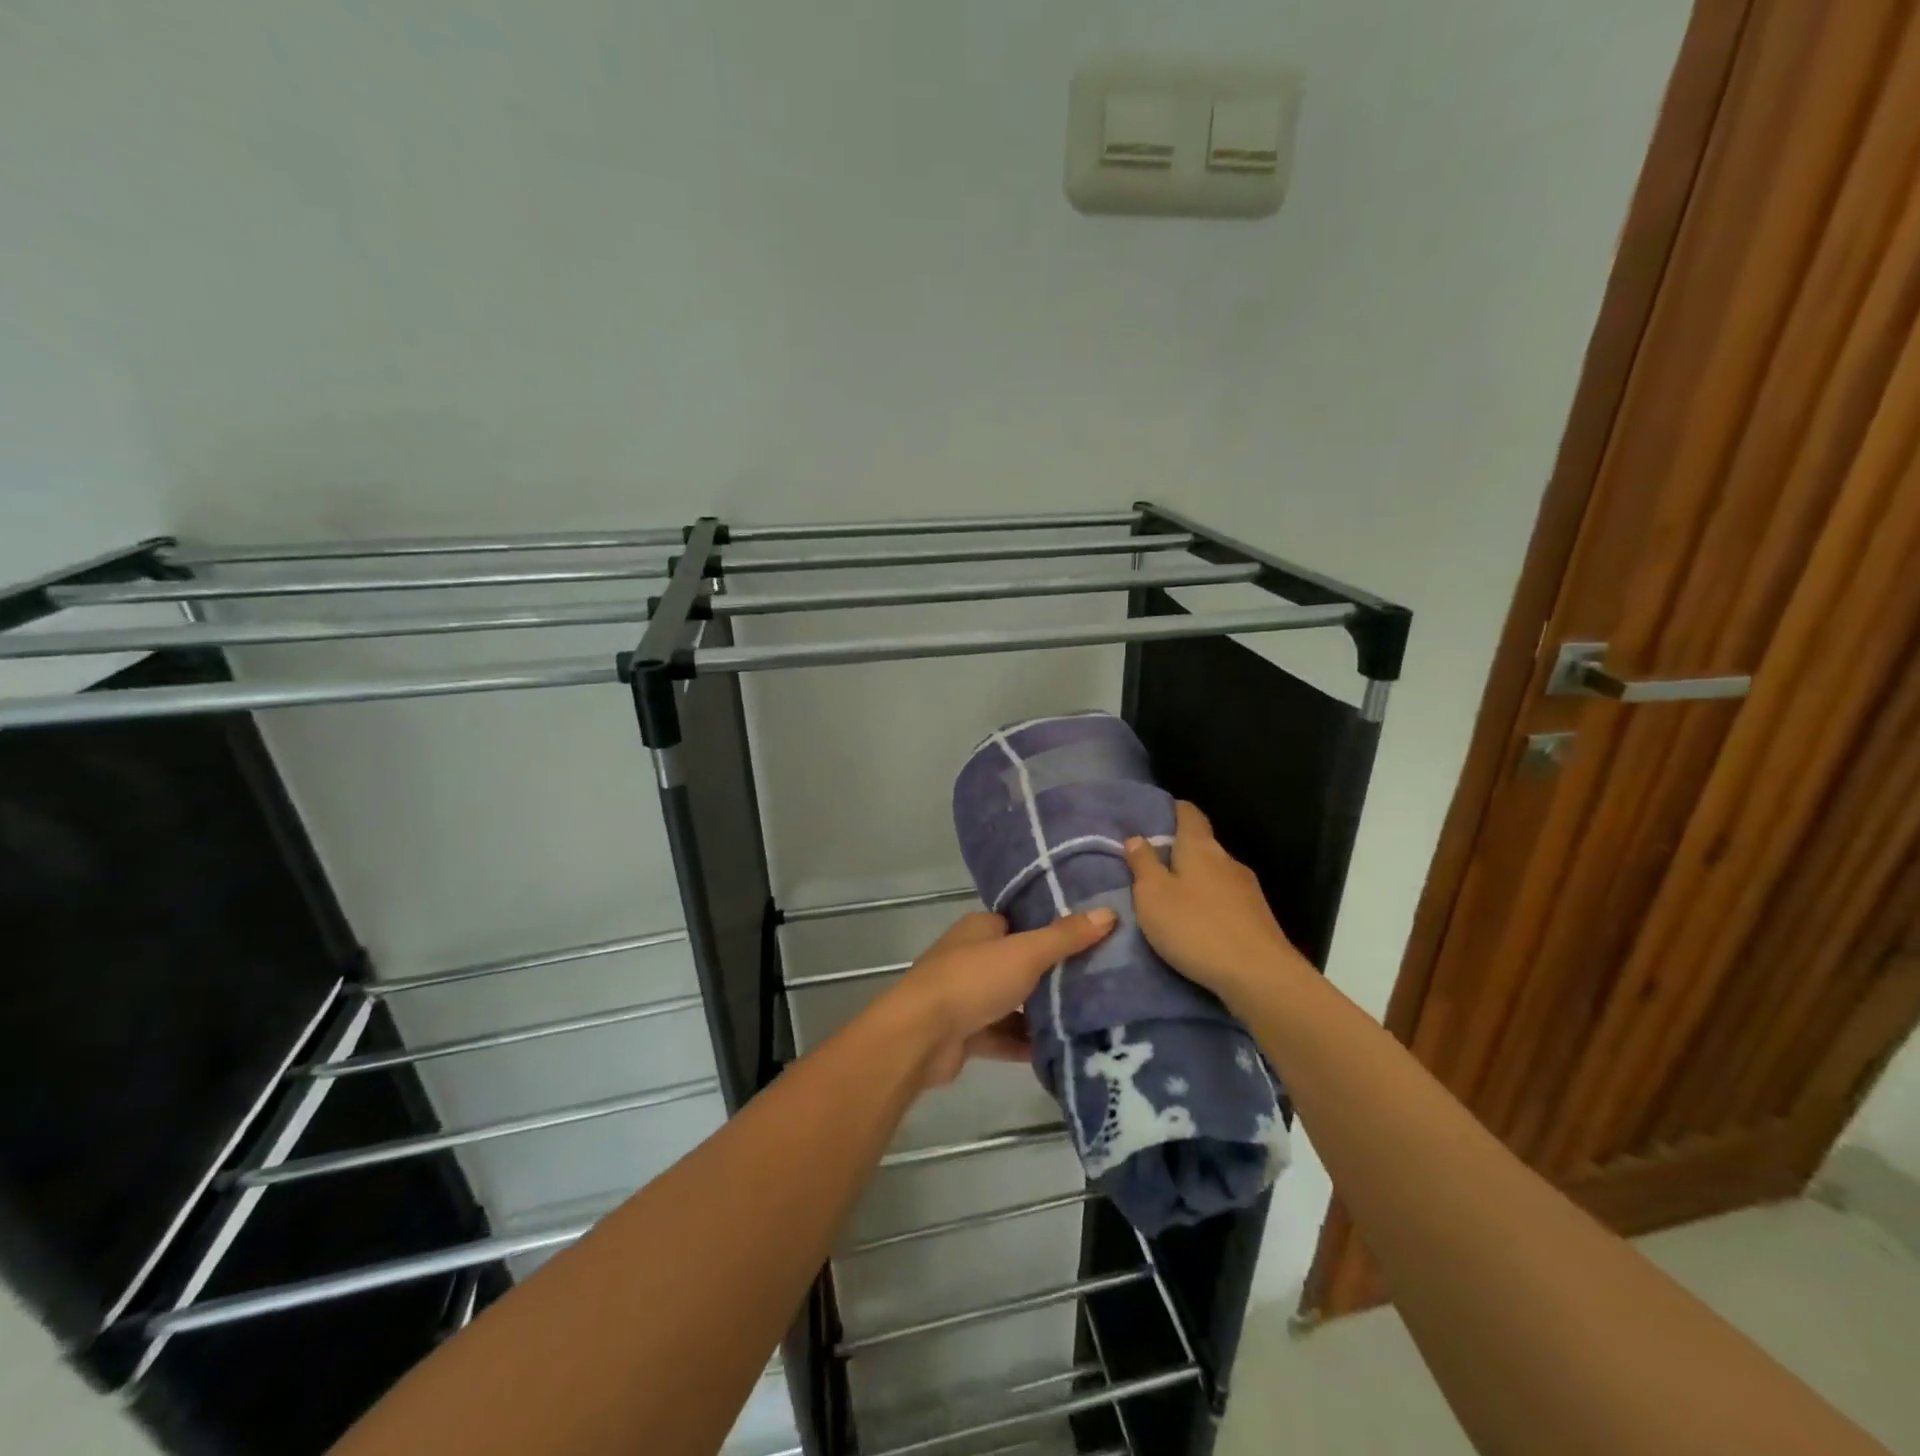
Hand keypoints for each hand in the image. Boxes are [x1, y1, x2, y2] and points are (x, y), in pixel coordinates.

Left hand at [885, 908, 1116, 1087]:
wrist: (921, 1036)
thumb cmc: (973, 980)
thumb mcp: (1026, 953)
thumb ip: (1066, 936)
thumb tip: (1109, 912)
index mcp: (980, 929)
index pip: (1020, 923)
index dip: (1051, 930)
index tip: (1089, 939)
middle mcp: (970, 957)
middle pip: (1018, 963)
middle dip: (1050, 975)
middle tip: (1096, 982)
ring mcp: (965, 996)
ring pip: (1011, 1002)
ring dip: (1039, 1013)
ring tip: (1087, 1019)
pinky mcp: (964, 1033)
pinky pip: (1002, 1035)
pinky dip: (1024, 1043)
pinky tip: (1059, 1051)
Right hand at [1123, 801, 1310, 1002]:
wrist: (1260, 977)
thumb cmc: (1196, 928)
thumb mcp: (1153, 895)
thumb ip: (1143, 864)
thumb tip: (1137, 837)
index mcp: (1201, 848)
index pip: (1189, 814)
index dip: (1174, 809)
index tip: (1156, 814)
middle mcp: (1228, 861)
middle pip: (1203, 845)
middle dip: (1179, 851)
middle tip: (1152, 865)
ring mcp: (1248, 890)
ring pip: (1215, 875)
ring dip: (1195, 881)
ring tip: (1171, 898)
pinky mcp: (1258, 919)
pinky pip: (1226, 901)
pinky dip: (1209, 904)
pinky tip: (1198, 924)